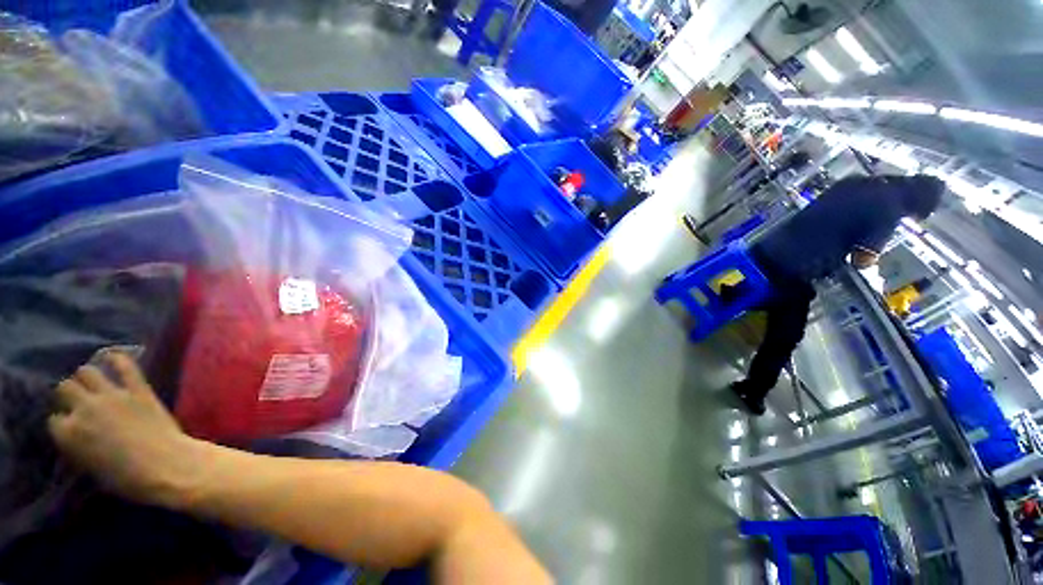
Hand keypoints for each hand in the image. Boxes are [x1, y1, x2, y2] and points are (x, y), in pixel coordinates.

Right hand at [48, 353, 202, 507]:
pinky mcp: (138, 389)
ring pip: (88, 372)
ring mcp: (112, 396)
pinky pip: (126, 367)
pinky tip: (115, 358)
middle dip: (68, 393)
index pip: (55, 419)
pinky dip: (119, 360)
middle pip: (65, 388)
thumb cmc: (127, 478)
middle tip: (76, 398)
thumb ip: (78, 445)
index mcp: (68, 434)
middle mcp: (84, 409)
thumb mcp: (90, 467)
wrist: (165, 465)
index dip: (62, 421)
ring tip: (91, 380)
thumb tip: (77, 435)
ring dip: (87, 375)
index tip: (69, 424)